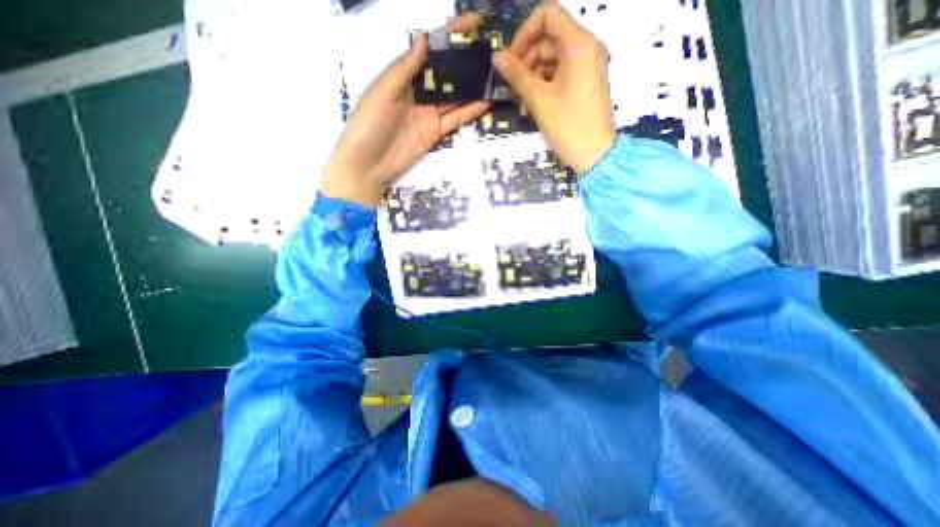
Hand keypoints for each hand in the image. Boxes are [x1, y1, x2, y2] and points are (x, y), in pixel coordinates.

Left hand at [320, 17, 487, 205]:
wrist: (368, 165)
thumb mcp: (383, 92)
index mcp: (402, 76)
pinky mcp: (435, 132)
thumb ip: (404, 69)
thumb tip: (424, 39)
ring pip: (454, 97)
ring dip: (472, 87)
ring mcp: (428, 114)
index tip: (471, 24)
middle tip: (489, 52)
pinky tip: (485, 102)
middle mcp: (417, 92)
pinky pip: (454, 119)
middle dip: (465, 62)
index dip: (448, 36)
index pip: (429, 52)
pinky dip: (469, 111)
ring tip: (493, 75)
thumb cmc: (368, 125)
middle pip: (445, 74)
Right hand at [492, 1, 617, 172]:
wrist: (595, 155)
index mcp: (579, 45)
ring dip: (532, 78)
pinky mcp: (584, 83)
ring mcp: (586, 67)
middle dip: (526, 61)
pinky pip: (559, 75)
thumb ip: (517, 76)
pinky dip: (543, 86)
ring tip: (521, 103)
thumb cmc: (569, 127)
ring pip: (551, 60)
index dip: (525, 33)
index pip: (547, 15)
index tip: (511, 59)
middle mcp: (586, 48)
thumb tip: (497, 57)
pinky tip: (532, 106)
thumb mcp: (539, 101)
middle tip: (512, 87)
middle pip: (548, 39)